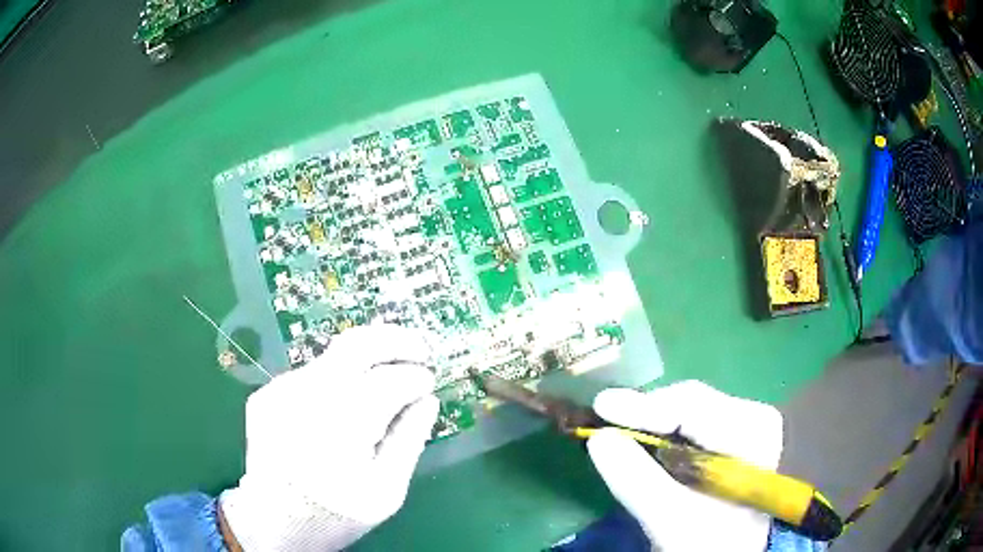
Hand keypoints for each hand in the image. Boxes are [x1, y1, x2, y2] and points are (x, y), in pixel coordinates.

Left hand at [220, 324, 438, 550]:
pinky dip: (337, 380)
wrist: (274, 521)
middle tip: (421, 348)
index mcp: (341, 425)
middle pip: (356, 345)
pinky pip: (311, 376)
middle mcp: (306, 395)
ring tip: (386, 377)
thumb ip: (409, 440)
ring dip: (366, 361)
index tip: (430, 383)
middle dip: (396, 340)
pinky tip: (344, 405)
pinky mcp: (267, 394)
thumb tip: (427, 400)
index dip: (415, 378)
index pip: (388, 381)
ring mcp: (280, 390)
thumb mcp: (387, 491)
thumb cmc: (336, 513)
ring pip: (333, 358)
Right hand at [587, 381, 783, 551]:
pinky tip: (647, 446)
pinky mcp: (734, 439)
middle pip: (691, 403)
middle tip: (605, 426)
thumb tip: (598, 438)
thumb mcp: (674, 520)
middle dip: (647, 415)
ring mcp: (746, 425)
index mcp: (754, 432)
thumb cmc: (714, 542)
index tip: (602, 408)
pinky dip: (665, 435)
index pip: (694, 405)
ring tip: (620, 435)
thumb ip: (637, 480)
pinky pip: (693, 426)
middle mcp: (754, 416)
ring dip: (653, 424)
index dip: (645, 406)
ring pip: (690, 411)